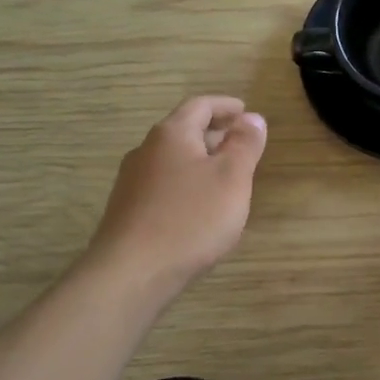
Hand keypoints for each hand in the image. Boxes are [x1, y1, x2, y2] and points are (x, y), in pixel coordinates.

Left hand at [90, 96, 267, 293]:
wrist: (131, 273)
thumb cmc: (190, 219)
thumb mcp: (231, 178)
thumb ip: (245, 144)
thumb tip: (252, 118)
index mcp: (171, 134)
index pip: (200, 105)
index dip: (226, 106)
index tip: (246, 112)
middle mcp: (146, 151)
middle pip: (183, 131)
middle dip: (214, 134)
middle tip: (241, 146)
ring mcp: (132, 182)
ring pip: (172, 160)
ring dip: (199, 161)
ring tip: (224, 178)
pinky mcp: (127, 211)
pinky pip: (162, 185)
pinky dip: (185, 184)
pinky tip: (198, 209)